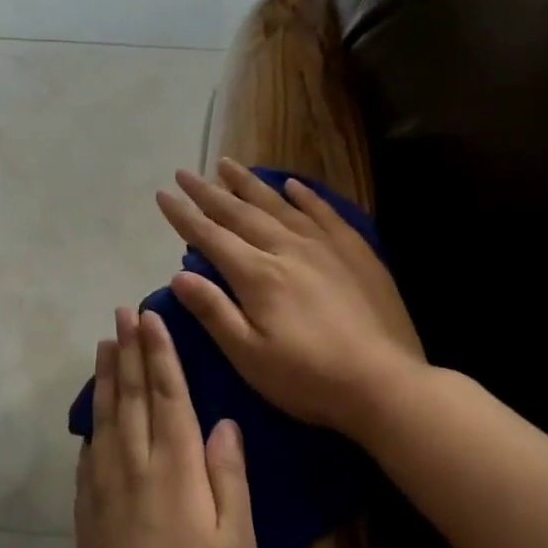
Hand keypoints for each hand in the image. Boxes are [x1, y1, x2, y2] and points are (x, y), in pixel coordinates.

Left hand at [75, 307, 255, 547]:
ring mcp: (104, 487)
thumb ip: (228, 477)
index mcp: (175, 469)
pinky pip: (88, 450)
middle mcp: (134, 466)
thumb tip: (225, 423)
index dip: (160, 354)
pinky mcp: (86, 509)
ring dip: (106, 376)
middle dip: (129, 350)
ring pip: (105, 417)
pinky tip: (93, 410)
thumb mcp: (237, 543)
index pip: (168, 396)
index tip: (151, 317)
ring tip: (104, 344)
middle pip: (132, 396)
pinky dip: (92, 420)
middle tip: (121, 313)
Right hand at [154, 159, 425, 442]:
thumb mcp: (249, 356)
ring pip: (279, 204)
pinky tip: (291, 185)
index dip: (184, 216)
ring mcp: (325, 246)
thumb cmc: (308, 379)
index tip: (163, 194)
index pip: (211, 237)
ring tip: (227, 164)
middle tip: (186, 172)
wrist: (384, 383)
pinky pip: (323, 212)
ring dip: (249, 184)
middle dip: (209, 192)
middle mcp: (288, 249)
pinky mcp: (355, 251)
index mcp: (258, 275)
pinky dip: (304, 195)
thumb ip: (214, 312)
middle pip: (240, 213)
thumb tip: (179, 275)